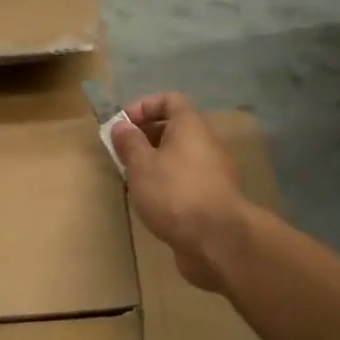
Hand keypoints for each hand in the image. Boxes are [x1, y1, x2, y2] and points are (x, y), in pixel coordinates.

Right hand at [110, 93, 252, 293]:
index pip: (169, 100)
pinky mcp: (213, 197)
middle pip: (174, 128)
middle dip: (145, 137)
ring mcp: (214, 171)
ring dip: (155, 163)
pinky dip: (168, 184)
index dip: (143, 107)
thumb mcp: (141, 165)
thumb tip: (122, 126)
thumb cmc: (174, 192)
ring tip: (133, 180)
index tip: (121, 126)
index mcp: (191, 126)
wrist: (217, 239)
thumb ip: (129, 143)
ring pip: (179, 157)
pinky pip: (186, 179)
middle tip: (122, 155)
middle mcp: (206, 143)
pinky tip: (152, 202)